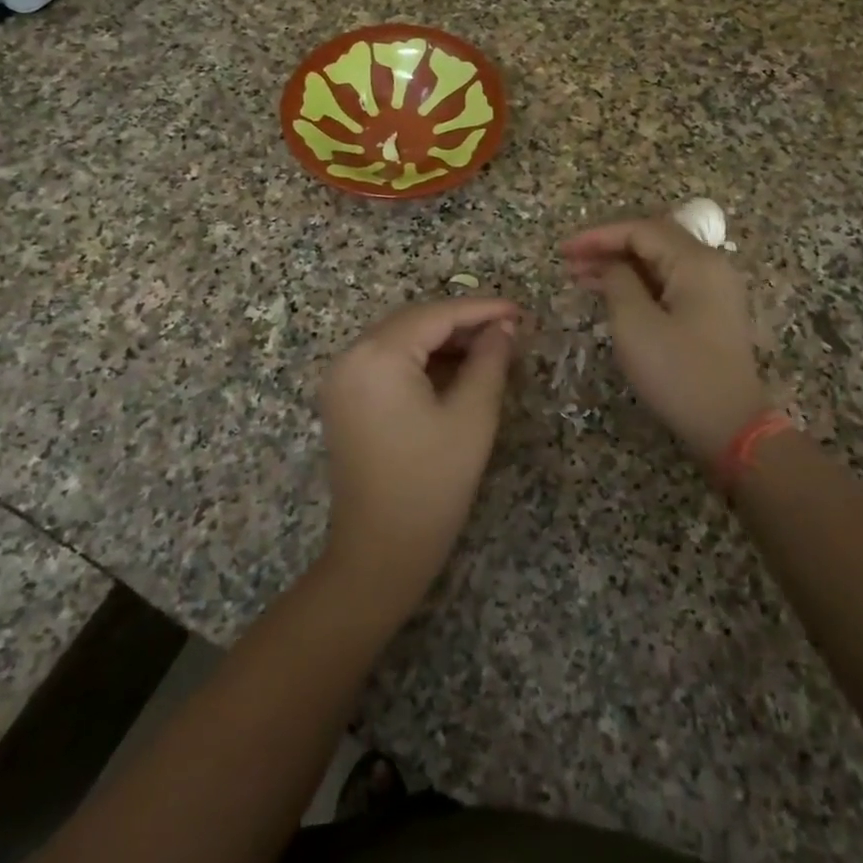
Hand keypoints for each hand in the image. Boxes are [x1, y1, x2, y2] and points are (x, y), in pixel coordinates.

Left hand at [318, 297, 520, 612]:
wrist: (380, 553)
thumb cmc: (432, 483)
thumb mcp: (472, 417)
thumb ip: (489, 361)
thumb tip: (504, 327)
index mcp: (377, 355)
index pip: (436, 314)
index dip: (481, 310)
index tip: (520, 311)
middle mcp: (350, 356)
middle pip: (414, 321)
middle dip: (462, 322)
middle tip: (509, 331)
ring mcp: (341, 378)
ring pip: (400, 340)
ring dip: (443, 340)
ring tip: (489, 349)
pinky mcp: (344, 399)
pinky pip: (386, 362)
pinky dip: (421, 360)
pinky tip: (455, 369)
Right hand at [562, 216, 765, 468]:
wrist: (731, 426)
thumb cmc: (678, 373)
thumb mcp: (635, 324)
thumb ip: (617, 282)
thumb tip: (612, 266)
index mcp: (696, 262)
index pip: (641, 230)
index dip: (598, 236)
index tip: (563, 251)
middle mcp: (710, 266)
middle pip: (653, 242)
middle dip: (608, 249)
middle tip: (569, 265)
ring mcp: (714, 290)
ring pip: (659, 264)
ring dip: (620, 268)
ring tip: (581, 279)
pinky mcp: (711, 313)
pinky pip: (669, 284)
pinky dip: (638, 285)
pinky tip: (612, 296)